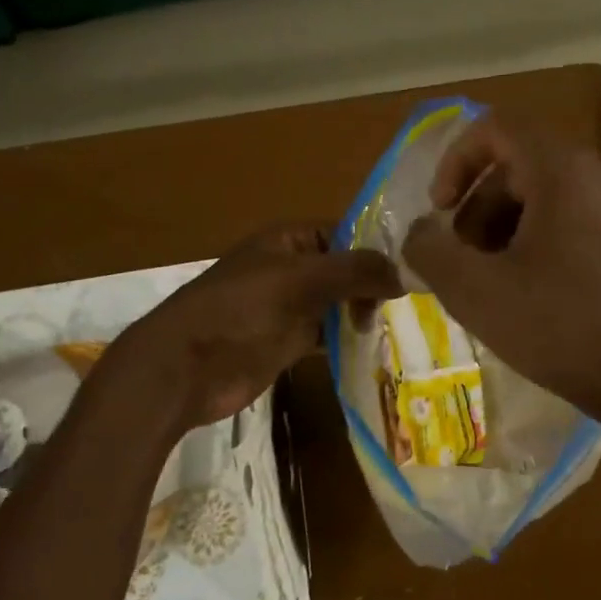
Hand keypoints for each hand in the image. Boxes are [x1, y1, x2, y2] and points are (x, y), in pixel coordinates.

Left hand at [124, 224, 399, 429]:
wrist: (186, 367)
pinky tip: (375, 347)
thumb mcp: (301, 280)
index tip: (414, 268)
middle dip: (374, 284)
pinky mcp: (288, 341)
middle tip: (410, 304)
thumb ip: (355, 271)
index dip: (377, 248)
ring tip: (401, 326)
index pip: (345, 232)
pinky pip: (328, 334)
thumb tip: (404, 275)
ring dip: (364, 313)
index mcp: (289, 240)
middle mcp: (292, 268)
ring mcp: (289, 306)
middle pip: (345, 269)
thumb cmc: (240, 310)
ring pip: (339, 303)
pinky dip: (348, 339)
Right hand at [401, 116, 600, 432]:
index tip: (439, 211)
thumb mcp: (475, 292)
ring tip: (491, 281)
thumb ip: (430, 250)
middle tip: (460, 259)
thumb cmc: (561, 329)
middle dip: (478, 207)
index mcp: (564, 171)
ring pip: (548, 195)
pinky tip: (530, 292)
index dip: (455, 161)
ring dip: (506, 227)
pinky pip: (577, 219)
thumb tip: (420, 233)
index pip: (497, 128)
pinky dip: (540, 240)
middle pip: (521, 165)